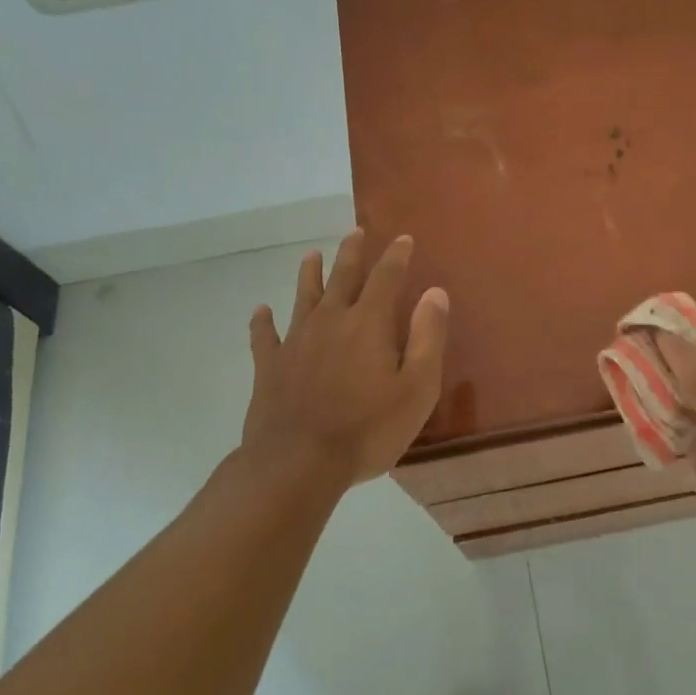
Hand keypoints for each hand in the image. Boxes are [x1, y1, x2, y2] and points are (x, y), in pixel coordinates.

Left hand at [242, 230, 449, 485]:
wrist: (298, 462)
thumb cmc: (368, 428)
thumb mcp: (417, 387)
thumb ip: (428, 337)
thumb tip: (435, 292)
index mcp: (369, 323)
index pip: (386, 277)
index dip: (396, 255)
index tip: (402, 238)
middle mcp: (331, 320)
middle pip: (342, 277)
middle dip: (352, 253)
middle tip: (355, 231)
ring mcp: (296, 342)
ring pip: (303, 297)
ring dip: (309, 275)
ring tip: (310, 255)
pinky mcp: (270, 367)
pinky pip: (264, 337)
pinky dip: (261, 322)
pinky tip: (260, 311)